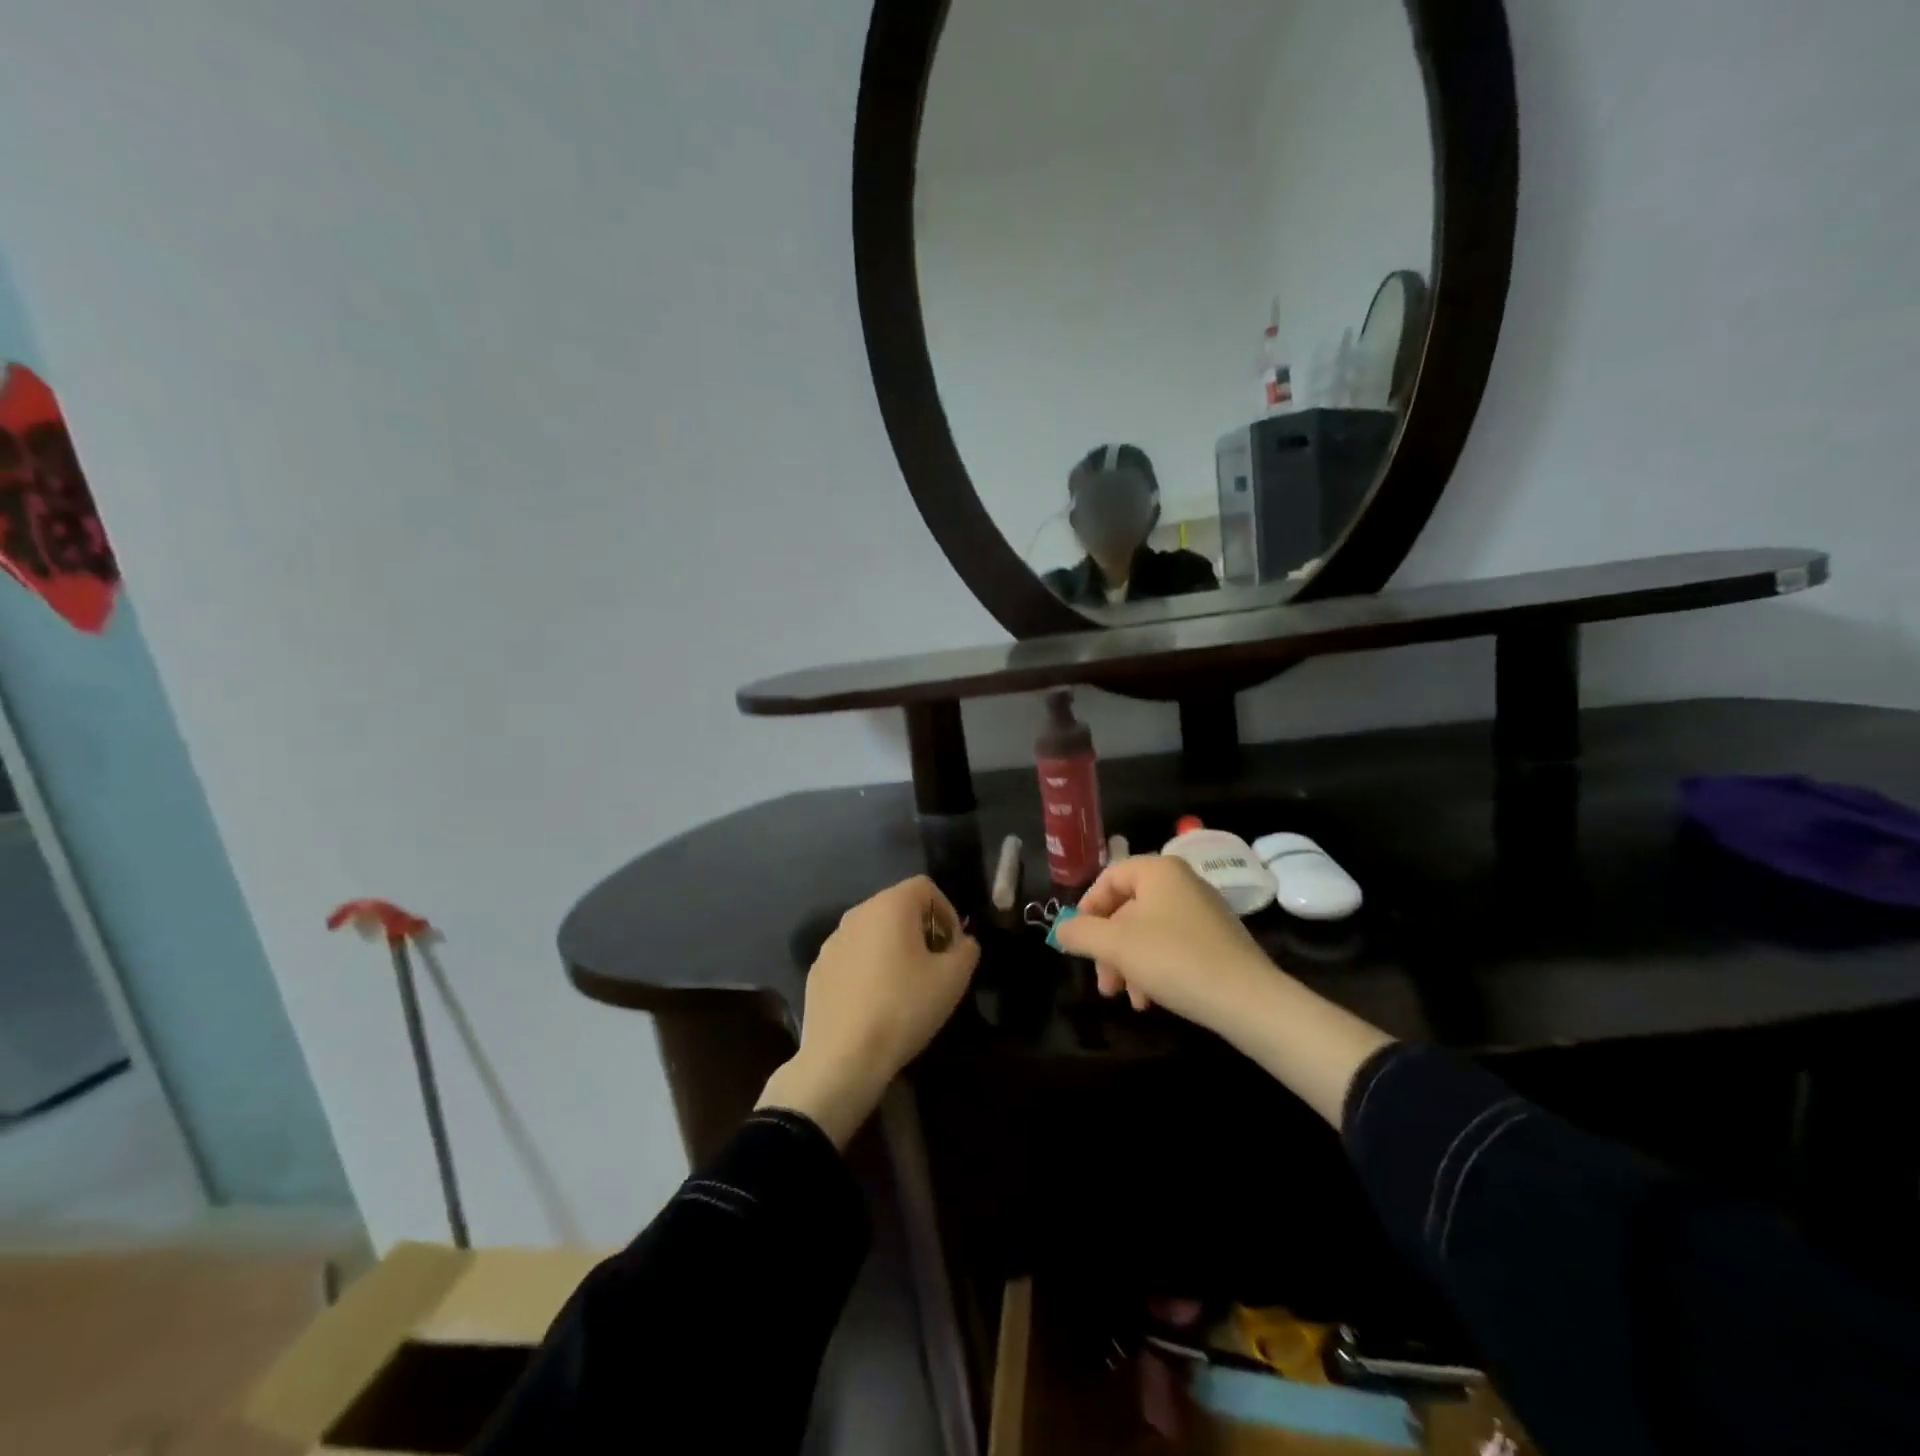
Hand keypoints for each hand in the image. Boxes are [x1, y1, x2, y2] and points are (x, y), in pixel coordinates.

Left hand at [758, 876, 979, 1145]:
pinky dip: (868, 969)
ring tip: (906, 988)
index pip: (925, 887)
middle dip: (922, 931)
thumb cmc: (903, 1008)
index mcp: (889, 906)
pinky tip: (875, 1004)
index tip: (953, 949)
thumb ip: (966, 950)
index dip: (947, 912)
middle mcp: (856, 914)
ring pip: (873, 933)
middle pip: (898, 907)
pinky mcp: (818, 970)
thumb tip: (962, 943)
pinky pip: (852, 958)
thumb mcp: (953, 979)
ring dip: (894, 950)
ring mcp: (832, 942)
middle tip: (935, 968)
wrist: (842, 1058)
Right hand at [1051, 854, 1277, 1035]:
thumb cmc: (1173, 959)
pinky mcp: (1217, 940)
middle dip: (1108, 948)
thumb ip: (1081, 933)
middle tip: (1102, 982)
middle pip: (1128, 908)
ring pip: (1148, 932)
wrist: (1247, 999)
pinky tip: (1150, 1001)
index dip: (1087, 907)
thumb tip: (1061, 930)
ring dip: (1129, 964)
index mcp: (1159, 871)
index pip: (1110, 877)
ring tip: (1127, 999)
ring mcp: (1203, 911)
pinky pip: (1172, 946)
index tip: (1078, 939)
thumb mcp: (1115, 945)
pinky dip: (1154, 969)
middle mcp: (1182, 882)